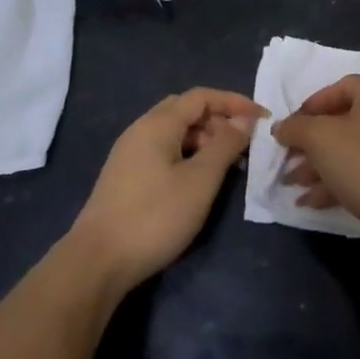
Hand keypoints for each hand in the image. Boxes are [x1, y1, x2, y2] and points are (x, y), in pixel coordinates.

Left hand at [70, 88, 264, 290]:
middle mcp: (140, 130)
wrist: (97, 262)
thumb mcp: (200, 181)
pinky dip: (186, 154)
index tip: (262, 118)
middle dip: (218, 119)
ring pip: (173, 132)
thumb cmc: (155, 216)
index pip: (202, 97)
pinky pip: (162, 150)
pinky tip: (196, 179)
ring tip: (224, 164)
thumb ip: (225, 145)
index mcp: (158, 124)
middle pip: (185, 110)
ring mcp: (129, 153)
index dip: (234, 102)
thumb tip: (243, 121)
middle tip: (242, 142)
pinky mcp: (125, 176)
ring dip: (203, 139)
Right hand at [272, 75, 359, 249]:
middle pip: (341, 122)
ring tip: (291, 185)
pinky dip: (336, 183)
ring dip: (317, 167)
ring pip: (349, 151)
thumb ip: (296, 128)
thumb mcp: (320, 139)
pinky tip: (311, 202)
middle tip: (286, 160)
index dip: (310, 106)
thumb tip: (281, 127)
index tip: (289, 128)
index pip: (338, 88)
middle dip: (309, 143)